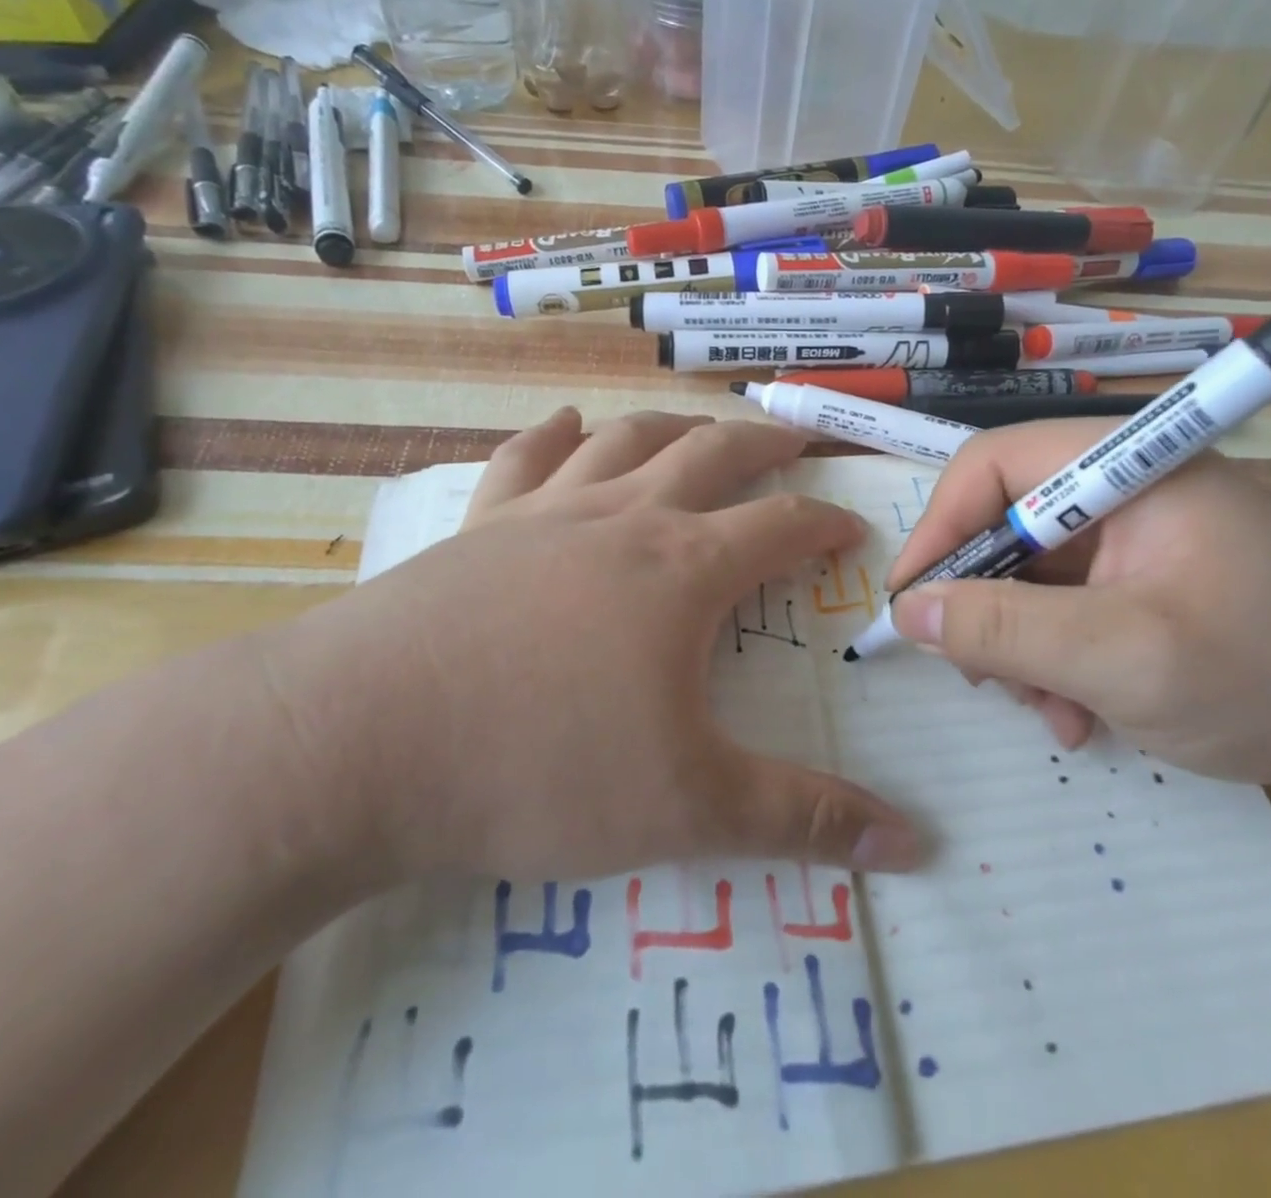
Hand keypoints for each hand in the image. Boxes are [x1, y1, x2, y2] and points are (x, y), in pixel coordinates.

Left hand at [261, 408, 922, 886]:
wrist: (358, 743)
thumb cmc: (536, 768)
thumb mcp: (686, 808)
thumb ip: (802, 820)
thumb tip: (912, 845)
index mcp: (683, 569)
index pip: (781, 528)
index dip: (825, 524)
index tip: (851, 528)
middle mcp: (623, 519)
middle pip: (711, 453)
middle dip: (763, 443)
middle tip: (795, 439)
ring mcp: (546, 512)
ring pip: (626, 439)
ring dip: (674, 425)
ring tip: (700, 425)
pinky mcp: (480, 525)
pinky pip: (527, 457)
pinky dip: (554, 434)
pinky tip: (566, 424)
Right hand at [888, 421, 1270, 785]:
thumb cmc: (1267, 677)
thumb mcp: (1125, 657)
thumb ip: (1007, 630)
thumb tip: (907, 611)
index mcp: (1125, 465)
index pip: (993, 465)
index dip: (941, 526)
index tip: (913, 602)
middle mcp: (1118, 488)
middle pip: (1000, 523)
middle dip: (982, 604)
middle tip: (979, 673)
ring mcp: (1127, 537)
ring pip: (1020, 574)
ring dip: (1016, 646)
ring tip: (1047, 710)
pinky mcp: (1132, 581)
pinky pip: (1055, 606)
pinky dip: (1048, 659)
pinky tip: (1076, 713)